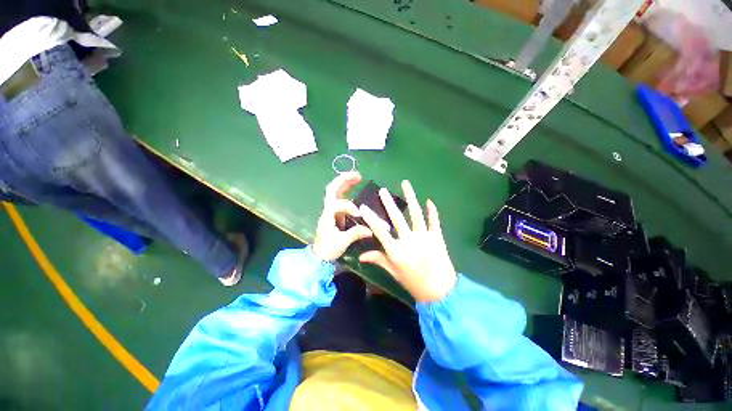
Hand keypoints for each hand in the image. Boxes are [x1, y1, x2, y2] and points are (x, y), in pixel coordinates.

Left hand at [312, 172, 372, 260]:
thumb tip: (371, 229)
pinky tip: (355, 188)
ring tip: (358, 177)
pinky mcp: (336, 213)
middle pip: (332, 189)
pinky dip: (347, 190)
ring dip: (345, 182)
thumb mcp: (342, 242)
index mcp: (327, 216)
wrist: (320, 256)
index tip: (359, 215)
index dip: (348, 206)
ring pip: (335, 191)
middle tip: (358, 175)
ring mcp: (331, 210)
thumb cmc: (328, 249)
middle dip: (344, 180)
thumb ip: (355, 234)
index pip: (337, 204)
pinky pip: (340, 197)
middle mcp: (328, 210)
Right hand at [359, 180, 456, 302]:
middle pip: (397, 218)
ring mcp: (424, 237)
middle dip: (388, 203)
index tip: (363, 207)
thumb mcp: (394, 273)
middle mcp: (409, 241)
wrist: (441, 293)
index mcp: (396, 251)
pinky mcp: (437, 237)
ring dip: (411, 198)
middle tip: (382, 190)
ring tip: (405, 184)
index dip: (371, 219)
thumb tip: (361, 256)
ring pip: (416, 214)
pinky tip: (429, 201)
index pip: (380, 231)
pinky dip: (432, 211)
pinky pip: (434, 221)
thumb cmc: (414, 283)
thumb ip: (378, 260)